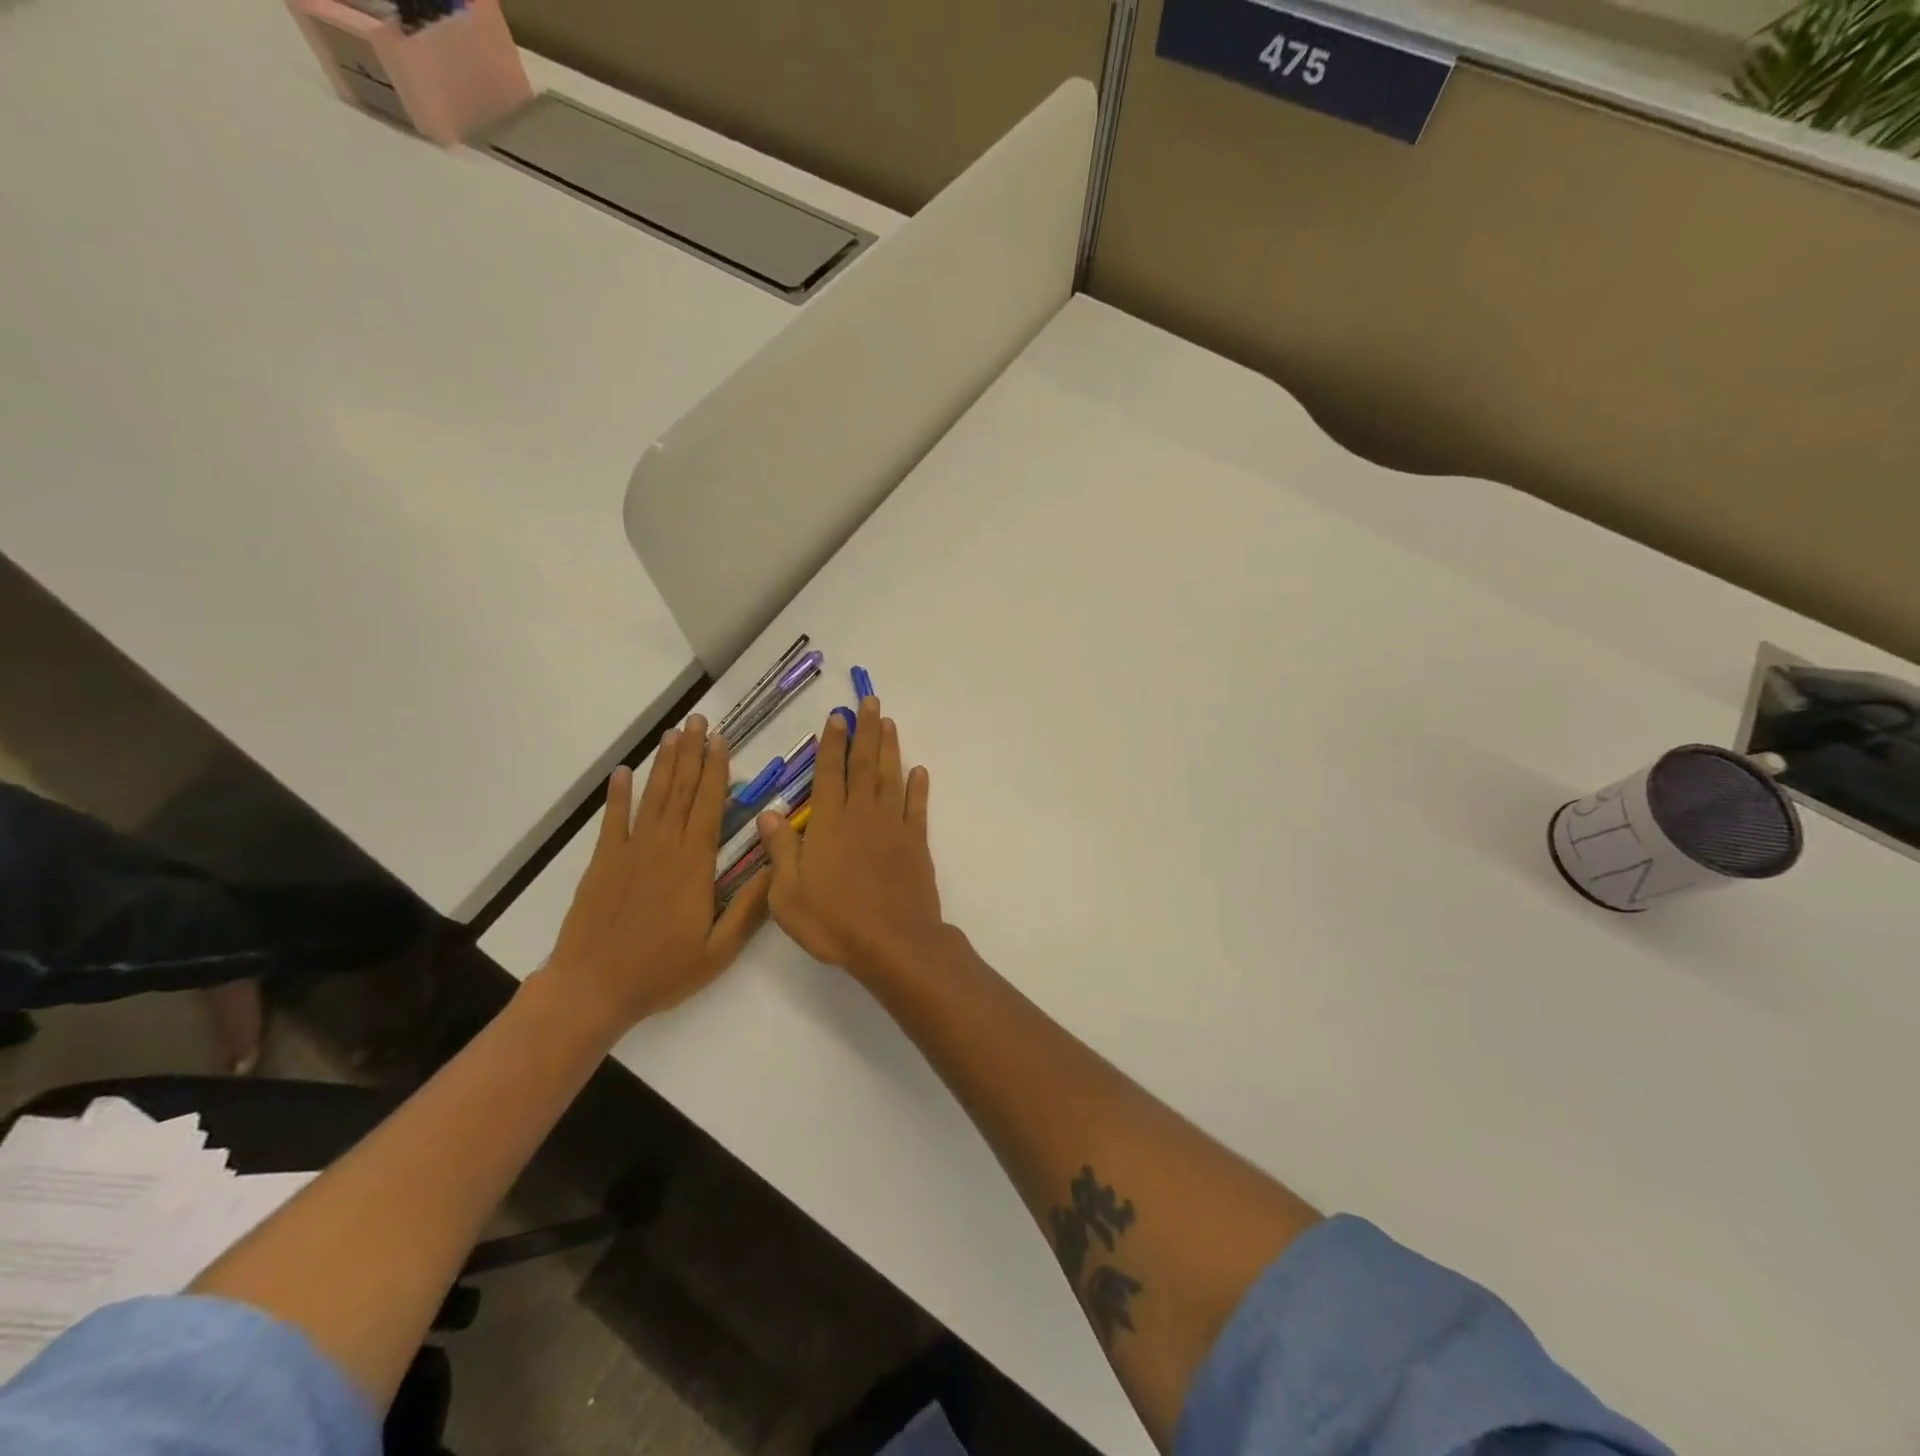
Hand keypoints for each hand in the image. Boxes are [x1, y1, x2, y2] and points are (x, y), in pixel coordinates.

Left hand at [543, 715, 770, 1034]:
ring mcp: (630, 851)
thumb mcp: (719, 949)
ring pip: (652, 797)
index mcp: (694, 864)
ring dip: (664, 764)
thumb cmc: (662, 971)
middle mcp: (663, 847)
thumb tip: (778, 867)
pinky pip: (613, 820)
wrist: (593, 988)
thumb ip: (749, 907)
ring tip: (672, 734)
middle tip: (698, 720)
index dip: (716, 770)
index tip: (721, 740)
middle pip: (681, 790)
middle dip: (692, 753)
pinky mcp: (603, 862)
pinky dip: (618, 794)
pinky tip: (623, 772)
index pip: (709, 805)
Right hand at [759, 697, 943, 981]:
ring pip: (891, 777)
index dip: (832, 742)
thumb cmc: (833, 921)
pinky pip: (917, 807)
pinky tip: (919, 771)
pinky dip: (918, 787)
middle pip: (864, 764)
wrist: (893, 942)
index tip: (838, 716)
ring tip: (890, 723)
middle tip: (870, 702)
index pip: (829, 772)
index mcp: (829, 822)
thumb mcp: (787, 893)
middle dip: (866, 730)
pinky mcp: (916, 843)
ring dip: (890, 748)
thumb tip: (768, 813)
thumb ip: (780, 849)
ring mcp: (893, 826)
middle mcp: (862, 814)